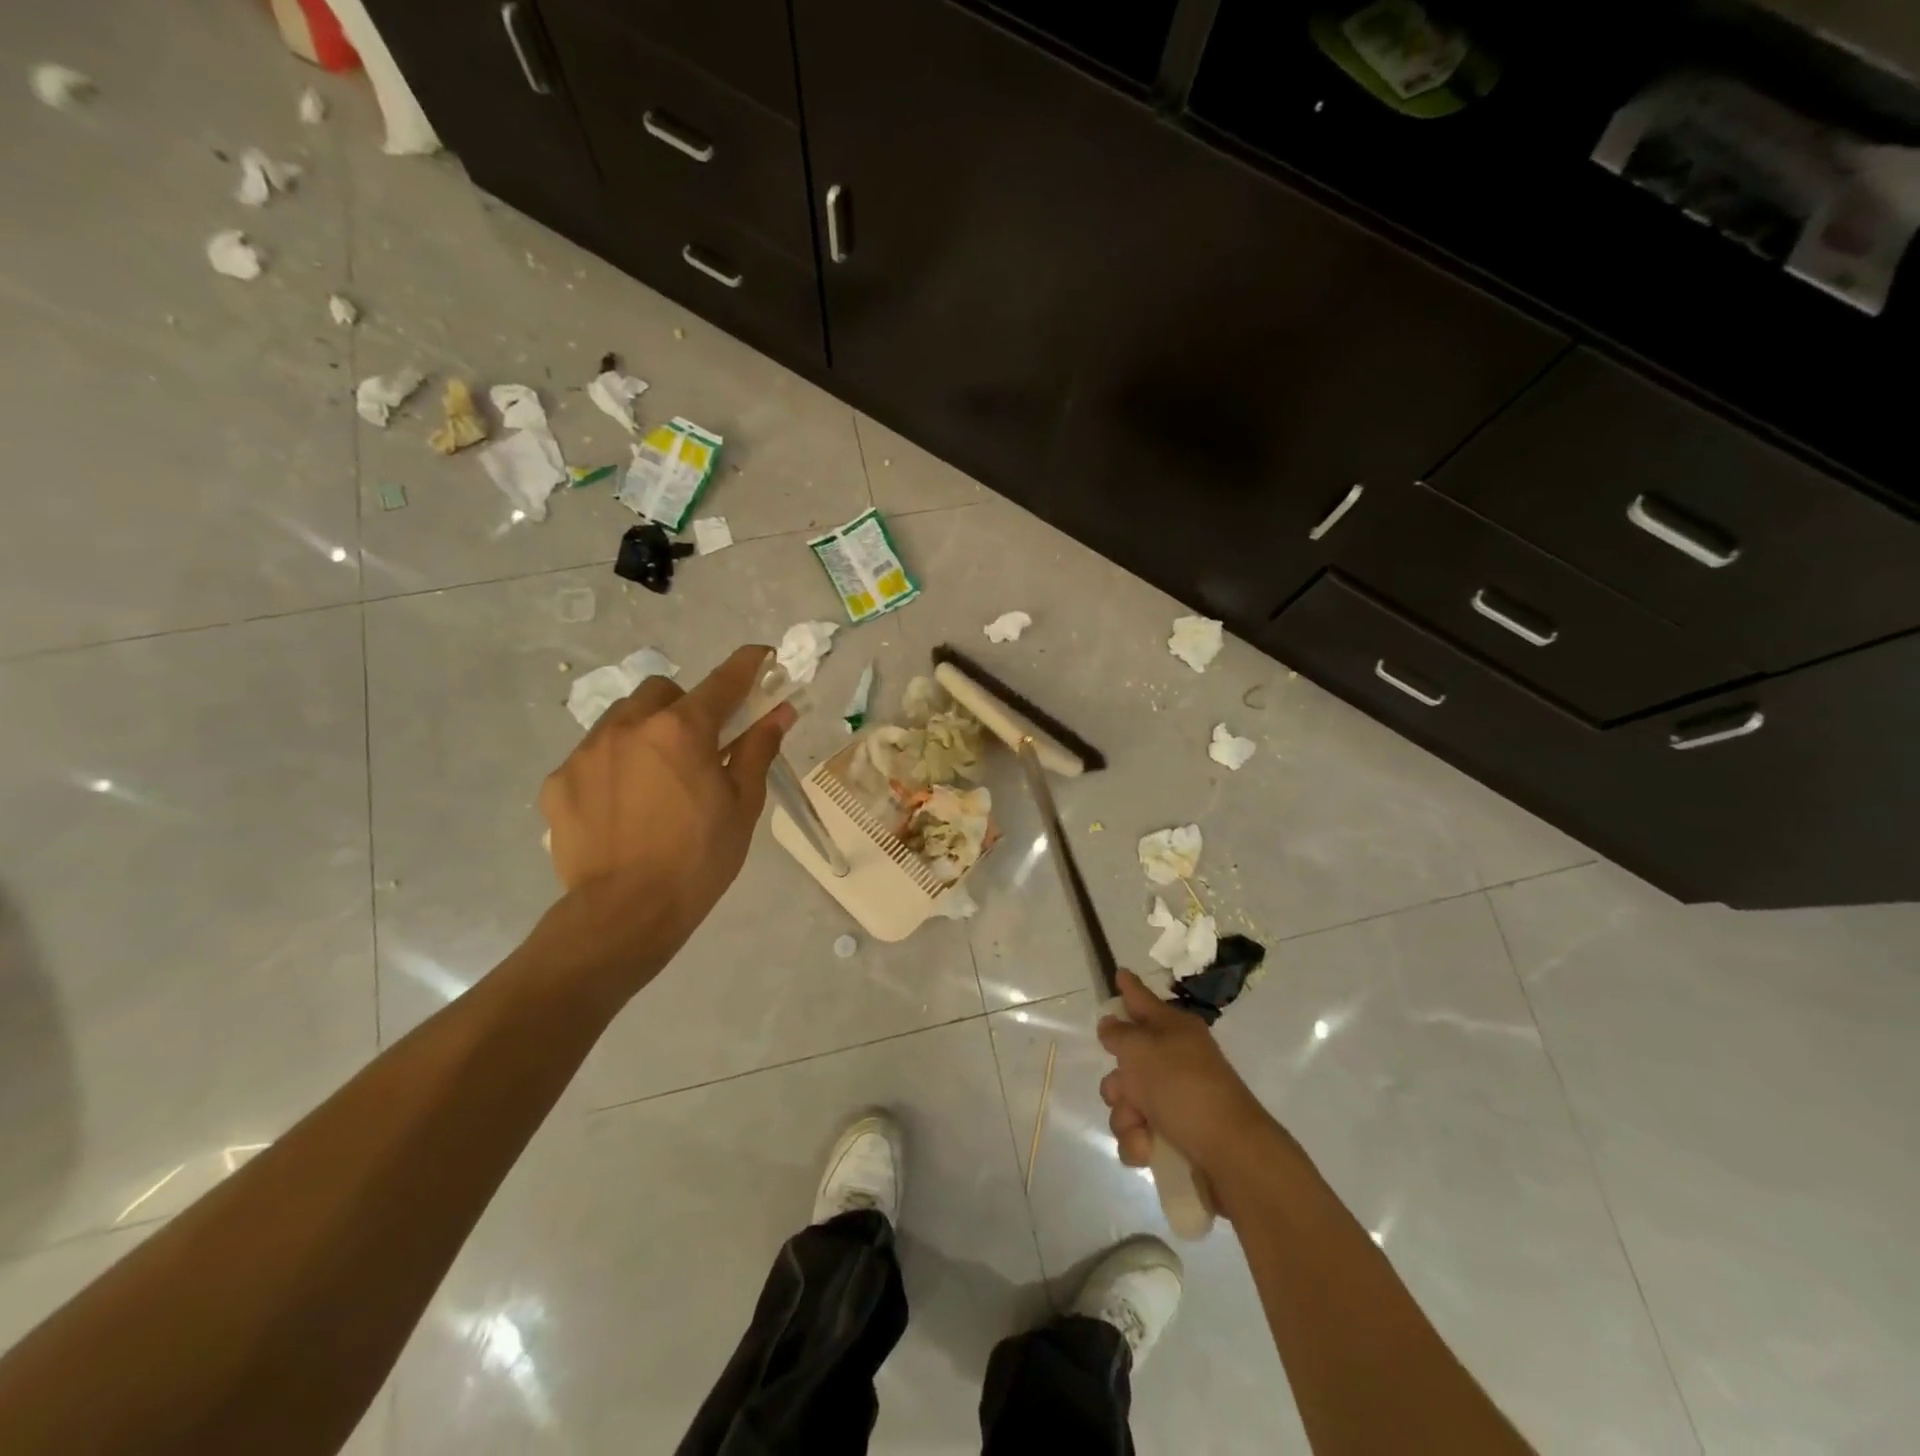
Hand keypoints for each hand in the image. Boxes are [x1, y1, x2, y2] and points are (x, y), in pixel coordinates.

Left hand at [537, 644, 795, 985]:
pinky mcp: (559, 781)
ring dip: (644, 731)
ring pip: (621, 718)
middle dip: (684, 706)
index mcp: (682, 730)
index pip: (723, 681)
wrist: (625, 913)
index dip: (747, 664)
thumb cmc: (699, 858)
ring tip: (655, 776)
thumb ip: (757, 749)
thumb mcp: (742, 805)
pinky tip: (621, 805)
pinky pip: (591, 756)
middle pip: (662, 692)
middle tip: (698, 745)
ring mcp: (587, 752)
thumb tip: (781, 711)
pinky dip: (612, 766)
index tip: (761, 656)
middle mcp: (630, 726)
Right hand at [1098, 970, 1272, 1182]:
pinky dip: (1138, 1142)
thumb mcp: (1142, 1050)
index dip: (1130, 988)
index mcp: (1173, 1029)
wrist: (1230, 1155)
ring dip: (1126, 1117)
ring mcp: (1175, 1098)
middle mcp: (1174, 1058)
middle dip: (1118, 1082)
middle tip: (1125, 1091)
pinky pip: (1139, 1132)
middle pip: (1127, 1060)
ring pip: (1127, 1100)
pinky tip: (1147, 1151)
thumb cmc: (1184, 1089)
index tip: (1120, 973)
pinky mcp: (1176, 1135)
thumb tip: (1110, 1022)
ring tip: (1140, 1129)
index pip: (1143, 1000)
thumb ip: (1119, 1034)